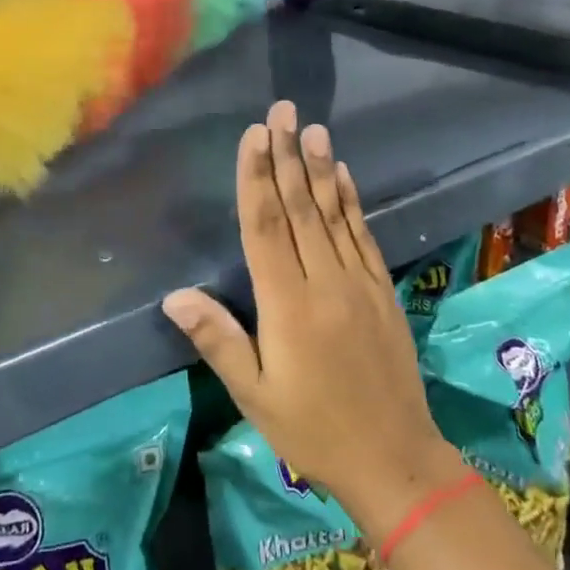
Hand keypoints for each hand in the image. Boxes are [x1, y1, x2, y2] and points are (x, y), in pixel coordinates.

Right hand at [162, 101, 463, 540]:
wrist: (395, 458)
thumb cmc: (313, 430)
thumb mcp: (255, 396)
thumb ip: (219, 340)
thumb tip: (175, 296)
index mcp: (287, 304)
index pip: (266, 226)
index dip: (257, 177)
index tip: (254, 135)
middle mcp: (324, 281)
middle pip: (301, 207)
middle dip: (287, 155)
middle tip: (282, 110)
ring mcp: (358, 282)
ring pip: (334, 213)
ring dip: (321, 167)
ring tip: (313, 128)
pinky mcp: (381, 289)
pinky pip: (363, 235)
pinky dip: (352, 201)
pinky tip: (345, 175)